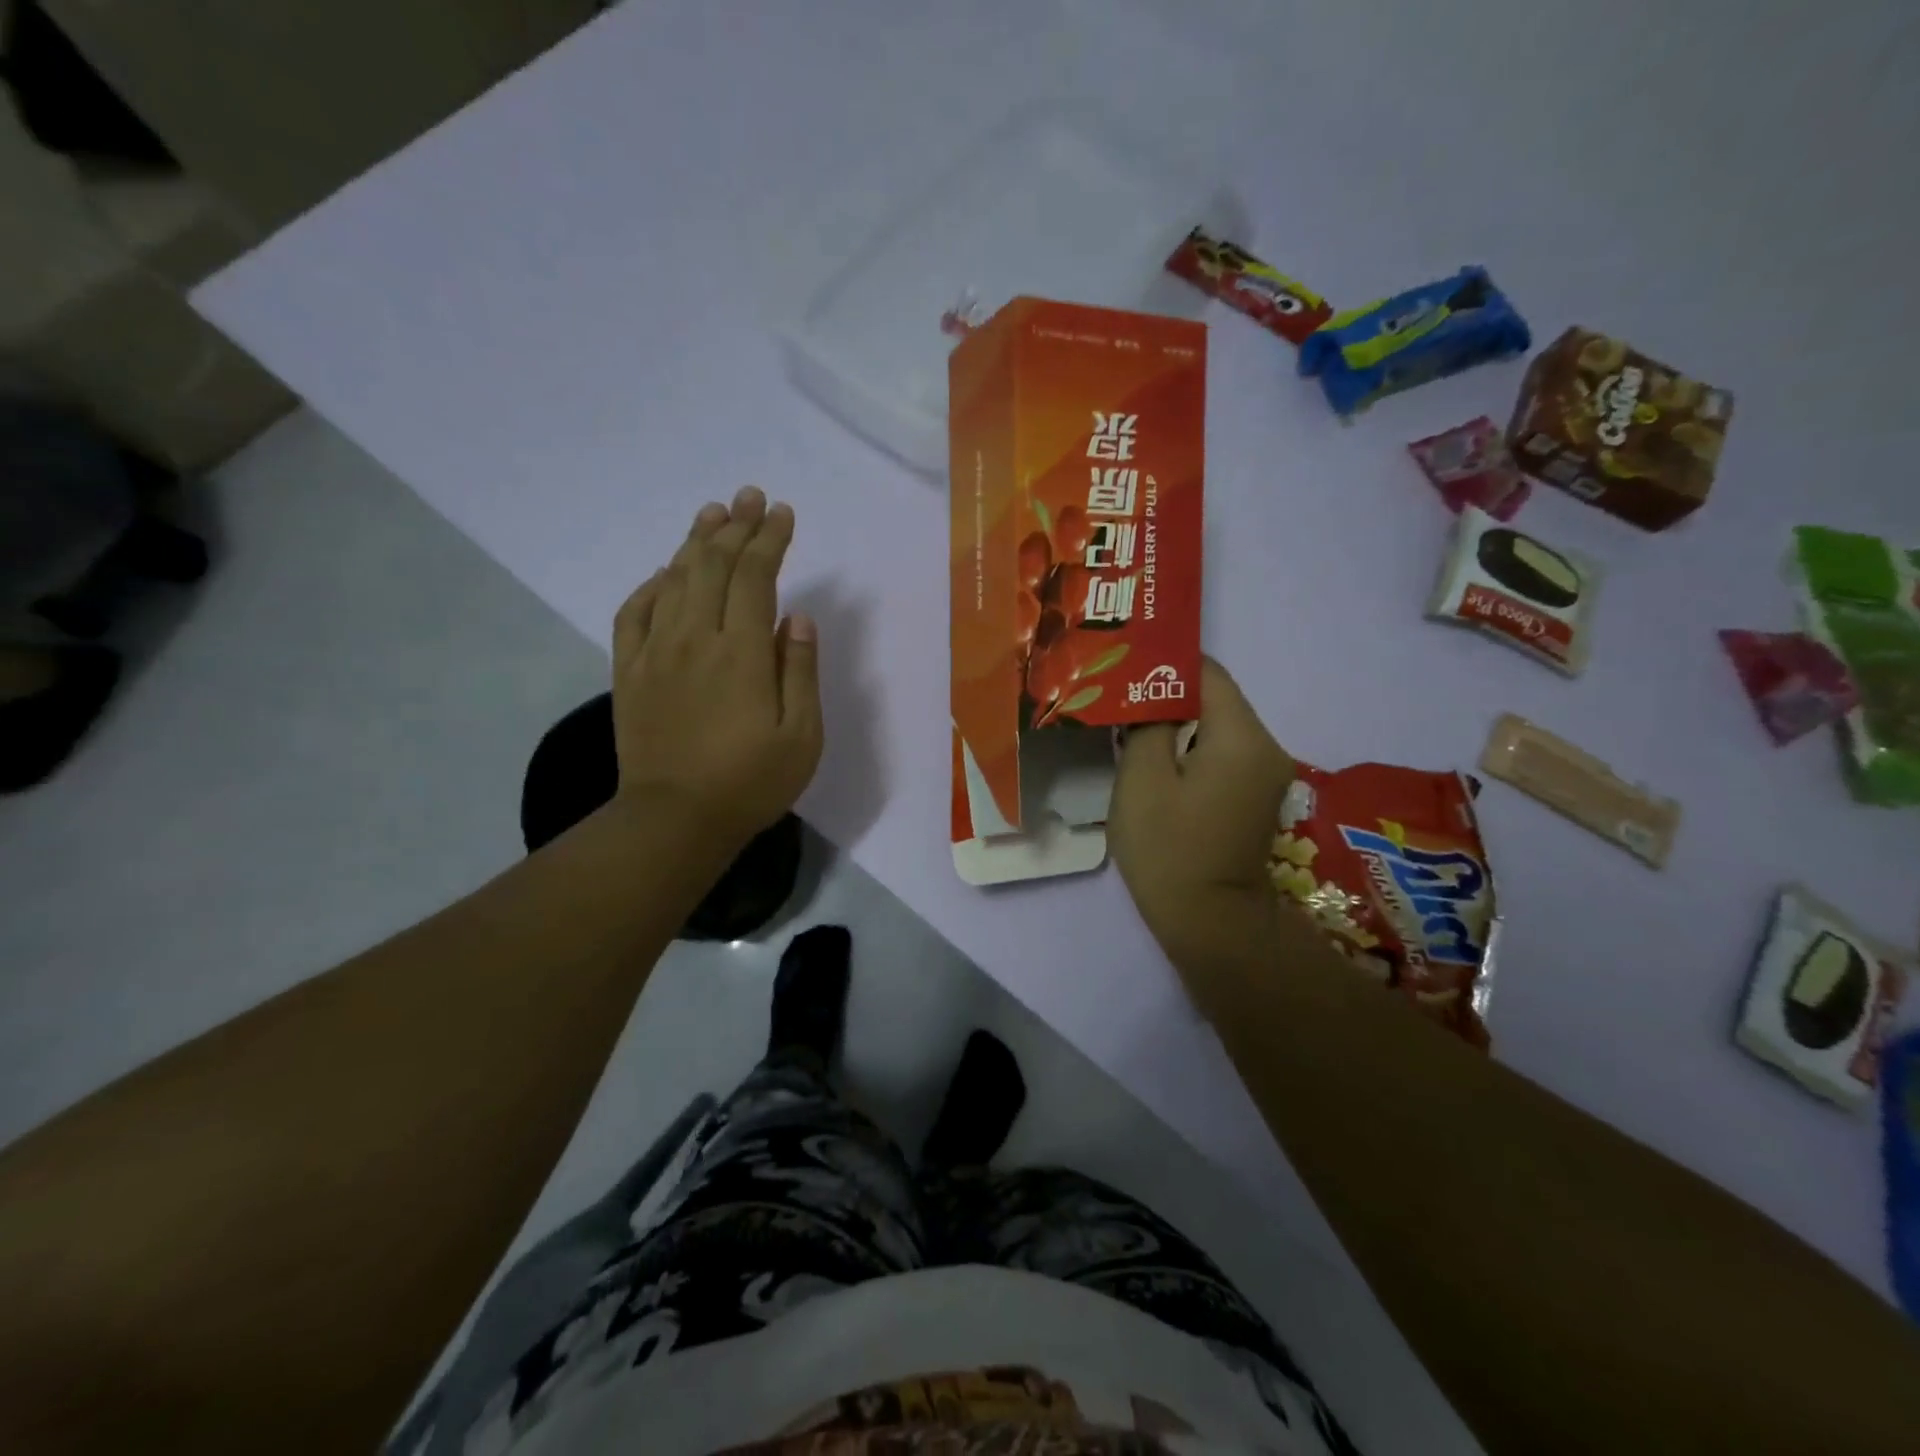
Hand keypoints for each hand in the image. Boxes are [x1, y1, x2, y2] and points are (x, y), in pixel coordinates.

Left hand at [609, 486, 822, 851]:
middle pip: (713, 566)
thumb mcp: (801, 736)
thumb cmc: (750, 782)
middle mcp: (695, 639)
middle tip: (750, 496)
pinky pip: (634, 612)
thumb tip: (796, 617)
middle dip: (735, 526)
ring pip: (674, 580)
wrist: (674, 820)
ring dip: (695, 542)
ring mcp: (655, 652)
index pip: (755, 577)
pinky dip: (651, 585)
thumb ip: (799, 671)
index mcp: (741, 653)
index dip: (769, 540)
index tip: (782, 514)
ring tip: (713, 513)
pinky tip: (665, 573)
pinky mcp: (628, 672)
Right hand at [1108, 658, 1292, 970]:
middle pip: (1215, 698)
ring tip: (1129, 722)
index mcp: (1242, 737)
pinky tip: (1156, 757)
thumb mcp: (1141, 780)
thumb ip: (1146, 723)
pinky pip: (1222, 752)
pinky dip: (1191, 747)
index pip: (1207, 673)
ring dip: (1177, 721)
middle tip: (1118, 692)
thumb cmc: (1169, 849)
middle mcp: (1266, 747)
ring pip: (1217, 726)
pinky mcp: (1255, 795)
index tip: (1124, 665)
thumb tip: (1149, 695)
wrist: (1210, 922)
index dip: (1164, 662)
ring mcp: (1266, 774)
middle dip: (1166, 692)